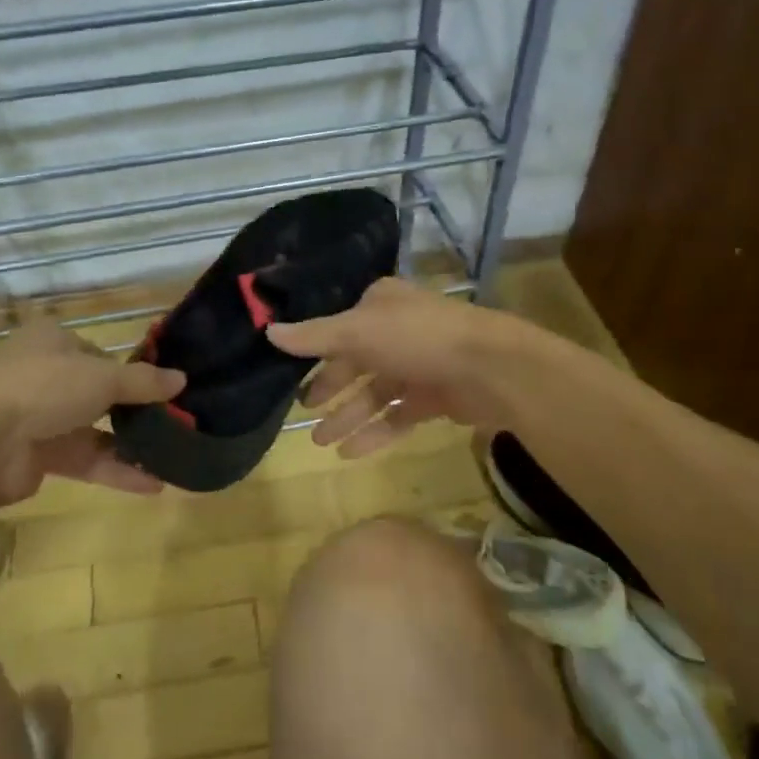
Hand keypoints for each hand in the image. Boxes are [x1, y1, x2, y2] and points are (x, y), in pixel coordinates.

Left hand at [0, 320, 184, 503]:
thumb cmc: (44, 387)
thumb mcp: (102, 377)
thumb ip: (143, 381)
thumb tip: (182, 379)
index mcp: (52, 342)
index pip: (97, 353)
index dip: (128, 370)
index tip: (161, 389)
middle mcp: (44, 375)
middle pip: (97, 393)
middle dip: (133, 410)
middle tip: (171, 423)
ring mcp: (39, 418)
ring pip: (93, 430)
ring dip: (129, 444)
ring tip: (170, 456)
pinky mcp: (39, 457)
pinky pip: (85, 460)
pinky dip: (116, 470)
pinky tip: (153, 485)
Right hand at [265, 277, 528, 457]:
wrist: (490, 368)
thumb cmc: (417, 338)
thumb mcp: (357, 332)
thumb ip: (313, 336)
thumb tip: (268, 330)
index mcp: (381, 305)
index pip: (339, 327)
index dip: (315, 351)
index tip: (290, 374)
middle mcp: (399, 330)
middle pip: (356, 362)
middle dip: (331, 389)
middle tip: (305, 412)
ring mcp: (419, 364)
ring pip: (375, 392)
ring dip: (349, 416)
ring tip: (321, 443)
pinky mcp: (436, 396)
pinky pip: (398, 415)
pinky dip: (375, 432)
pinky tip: (350, 453)